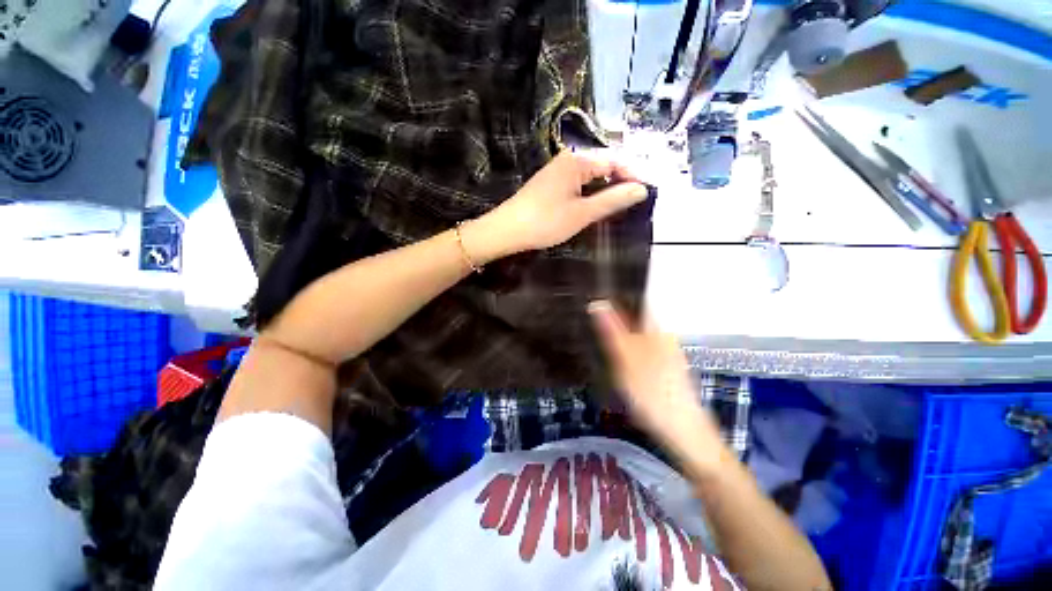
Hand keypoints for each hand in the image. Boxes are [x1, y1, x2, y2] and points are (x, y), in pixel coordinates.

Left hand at [463, 150, 647, 262]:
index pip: (615, 160)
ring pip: (590, 175)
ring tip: (618, 205)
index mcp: (577, 160)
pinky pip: (577, 183)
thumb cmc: (546, 221)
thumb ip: (612, 199)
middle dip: (620, 180)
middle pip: (602, 164)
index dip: (632, 174)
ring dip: (605, 188)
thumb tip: (641, 189)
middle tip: (634, 201)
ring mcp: (557, 171)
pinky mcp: (550, 184)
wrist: (507, 230)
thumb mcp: (583, 213)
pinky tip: (594, 205)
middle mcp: (568, 159)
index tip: (646, 192)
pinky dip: (590, 192)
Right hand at [588, 301, 725, 472]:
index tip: (595, 296)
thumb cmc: (652, 391)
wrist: (682, 430)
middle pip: (635, 318)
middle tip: (589, 319)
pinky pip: (640, 351)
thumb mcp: (626, 359)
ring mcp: (665, 353)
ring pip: (636, 335)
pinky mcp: (663, 369)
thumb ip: (612, 331)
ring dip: (619, 335)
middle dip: (614, 317)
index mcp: (656, 329)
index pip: (636, 301)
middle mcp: (663, 336)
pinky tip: (616, 361)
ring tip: (597, 337)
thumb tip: (597, 303)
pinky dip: (626, 350)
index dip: (616, 297)